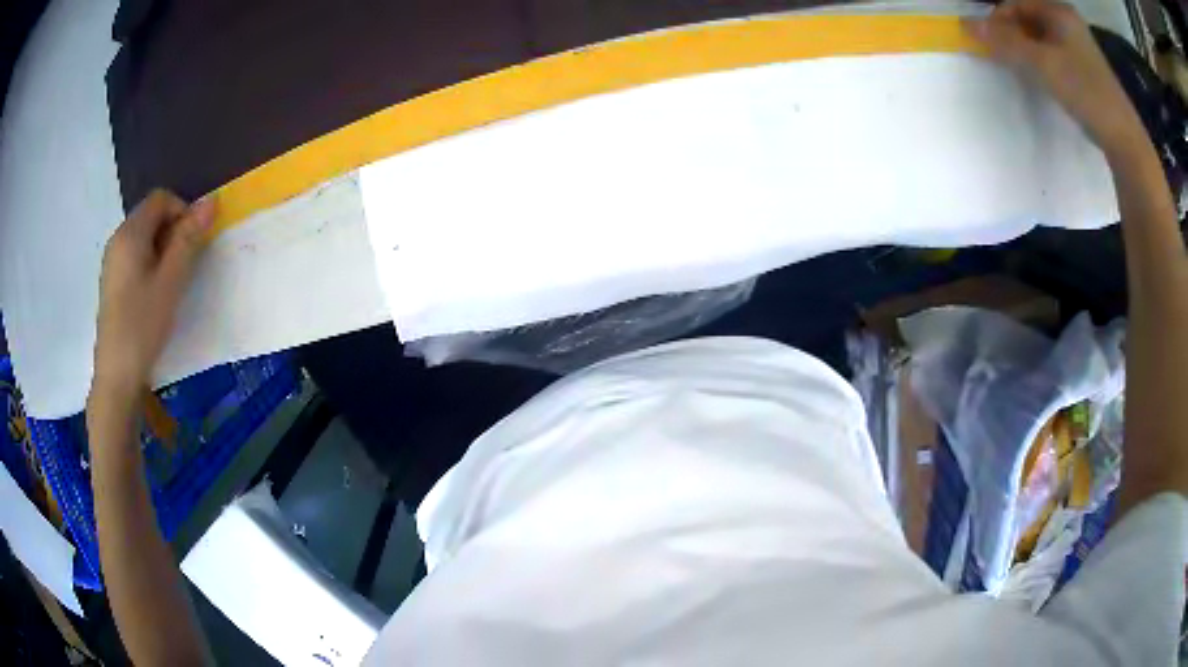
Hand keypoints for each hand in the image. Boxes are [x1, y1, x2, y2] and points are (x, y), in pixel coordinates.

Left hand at [93, 190, 213, 396]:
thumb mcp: (171, 280)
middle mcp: (117, 239)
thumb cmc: (143, 325)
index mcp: (130, 233)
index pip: (161, 198)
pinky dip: (149, 264)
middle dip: (172, 232)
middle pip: (151, 215)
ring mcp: (112, 261)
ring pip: (143, 237)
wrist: (116, 375)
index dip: (182, 211)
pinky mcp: (112, 281)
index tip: (192, 244)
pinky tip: (153, 295)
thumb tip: (211, 201)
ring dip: (162, 250)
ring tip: (169, 284)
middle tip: (183, 267)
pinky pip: (135, 256)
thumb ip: (189, 238)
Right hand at [963, 0, 1145, 158]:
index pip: (1016, 4)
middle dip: (1012, 36)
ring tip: (1019, 70)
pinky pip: (1054, 55)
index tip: (985, 43)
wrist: (1126, 141)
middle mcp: (1068, 22)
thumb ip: (1006, 44)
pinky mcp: (1085, 69)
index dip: (998, 21)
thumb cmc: (1087, 94)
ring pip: (1041, 39)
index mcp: (1059, 11)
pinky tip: (1042, 80)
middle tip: (1001, 58)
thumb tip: (966, 25)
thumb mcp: (1044, 66)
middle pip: (1028, 19)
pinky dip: (1043, 63)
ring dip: (1026, 51)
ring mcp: (1079, 46)